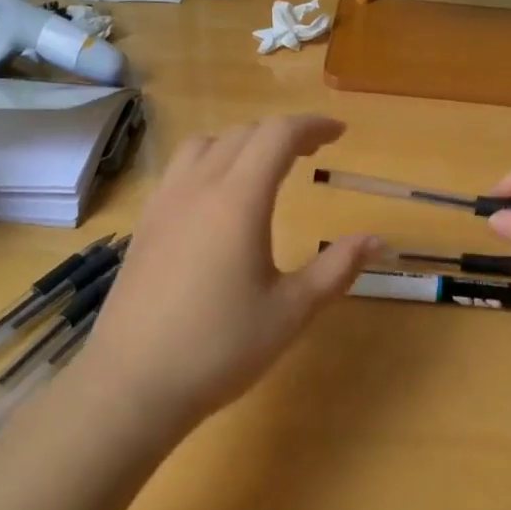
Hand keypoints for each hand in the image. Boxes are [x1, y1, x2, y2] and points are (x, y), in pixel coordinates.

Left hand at [71, 115, 379, 429]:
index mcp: (237, 200)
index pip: (277, 135)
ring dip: (242, 142)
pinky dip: (210, 162)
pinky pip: (180, 169)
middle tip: (312, 152)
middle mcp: (197, 187)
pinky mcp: (145, 224)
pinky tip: (219, 199)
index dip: (312, 126)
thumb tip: (377, 240)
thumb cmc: (220, 348)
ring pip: (205, 145)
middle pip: (243, 134)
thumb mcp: (291, 311)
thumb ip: (336, 268)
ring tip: (265, 168)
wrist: (133, 383)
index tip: (339, 133)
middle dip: (282, 133)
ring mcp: (164, 203)